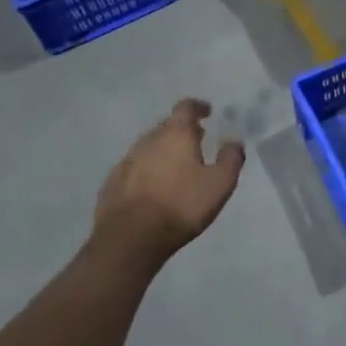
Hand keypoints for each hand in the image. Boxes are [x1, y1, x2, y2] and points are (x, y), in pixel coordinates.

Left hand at [92, 99, 244, 272]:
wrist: (130, 238)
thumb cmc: (181, 206)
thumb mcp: (220, 184)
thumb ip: (231, 158)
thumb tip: (233, 141)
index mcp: (176, 134)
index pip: (186, 107)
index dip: (198, 107)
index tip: (207, 113)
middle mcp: (149, 140)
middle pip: (166, 126)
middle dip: (182, 130)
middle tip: (196, 142)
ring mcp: (127, 161)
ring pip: (148, 146)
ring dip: (163, 151)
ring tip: (175, 166)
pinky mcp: (112, 182)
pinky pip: (134, 168)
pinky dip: (145, 170)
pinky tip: (152, 188)